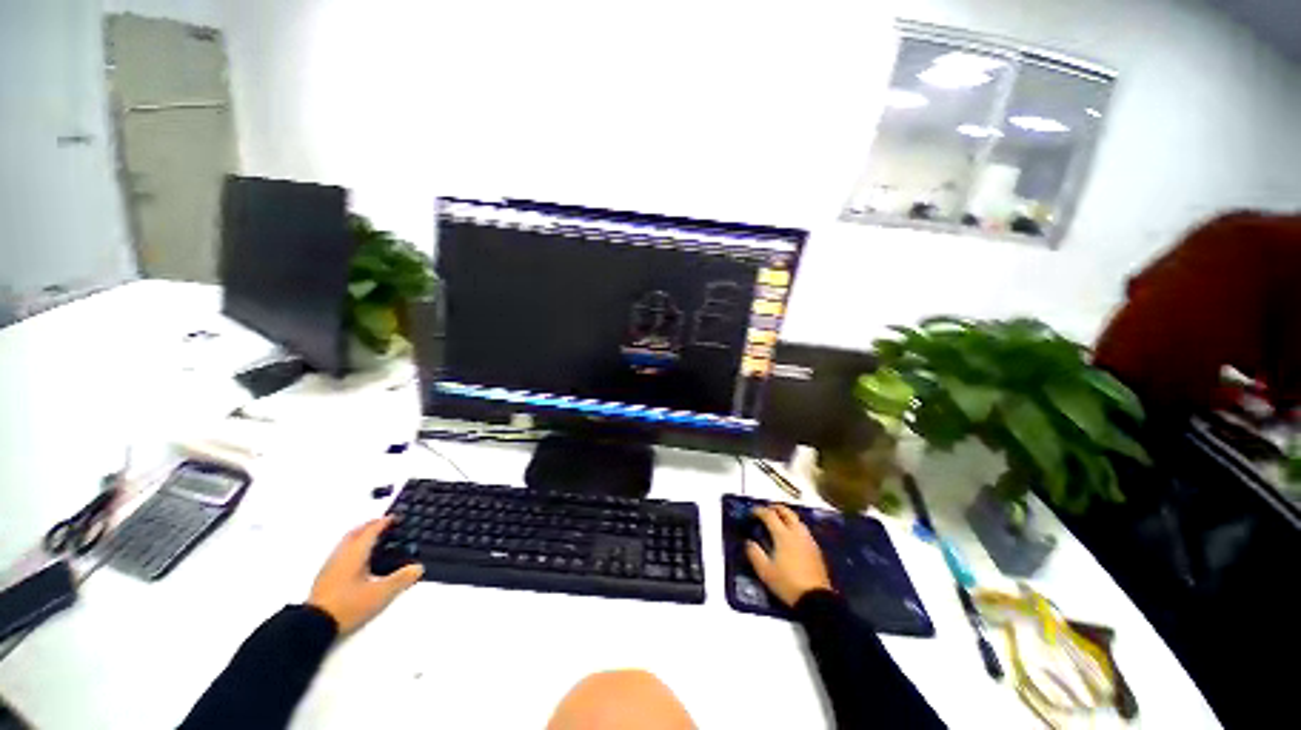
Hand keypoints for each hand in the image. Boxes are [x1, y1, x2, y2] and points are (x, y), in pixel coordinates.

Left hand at [307, 516, 423, 634]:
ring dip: (359, 535)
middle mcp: (342, 555)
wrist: (313, 625)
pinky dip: (352, 547)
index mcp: (356, 554)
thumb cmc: (348, 605)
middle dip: (370, 525)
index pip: (371, 531)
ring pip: (346, 542)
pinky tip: (357, 559)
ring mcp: (331, 565)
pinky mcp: (325, 576)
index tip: (395, 517)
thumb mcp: (379, 594)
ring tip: (372, 538)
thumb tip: (418, 568)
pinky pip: (341, 552)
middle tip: (383, 524)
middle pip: (356, 533)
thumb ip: (400, 580)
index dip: (384, 522)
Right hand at [745, 505, 831, 606]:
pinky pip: (803, 530)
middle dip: (775, 508)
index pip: (769, 515)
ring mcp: (808, 540)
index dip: (759, 511)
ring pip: (797, 519)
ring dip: (786, 516)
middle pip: (786, 512)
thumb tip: (748, 542)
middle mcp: (796, 533)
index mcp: (783, 535)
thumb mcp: (765, 571)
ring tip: (779, 521)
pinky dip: (794, 526)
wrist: (816, 599)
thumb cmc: (787, 583)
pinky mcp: (816, 549)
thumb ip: (754, 554)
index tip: (752, 512)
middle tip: (766, 510)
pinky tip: (792, 536)